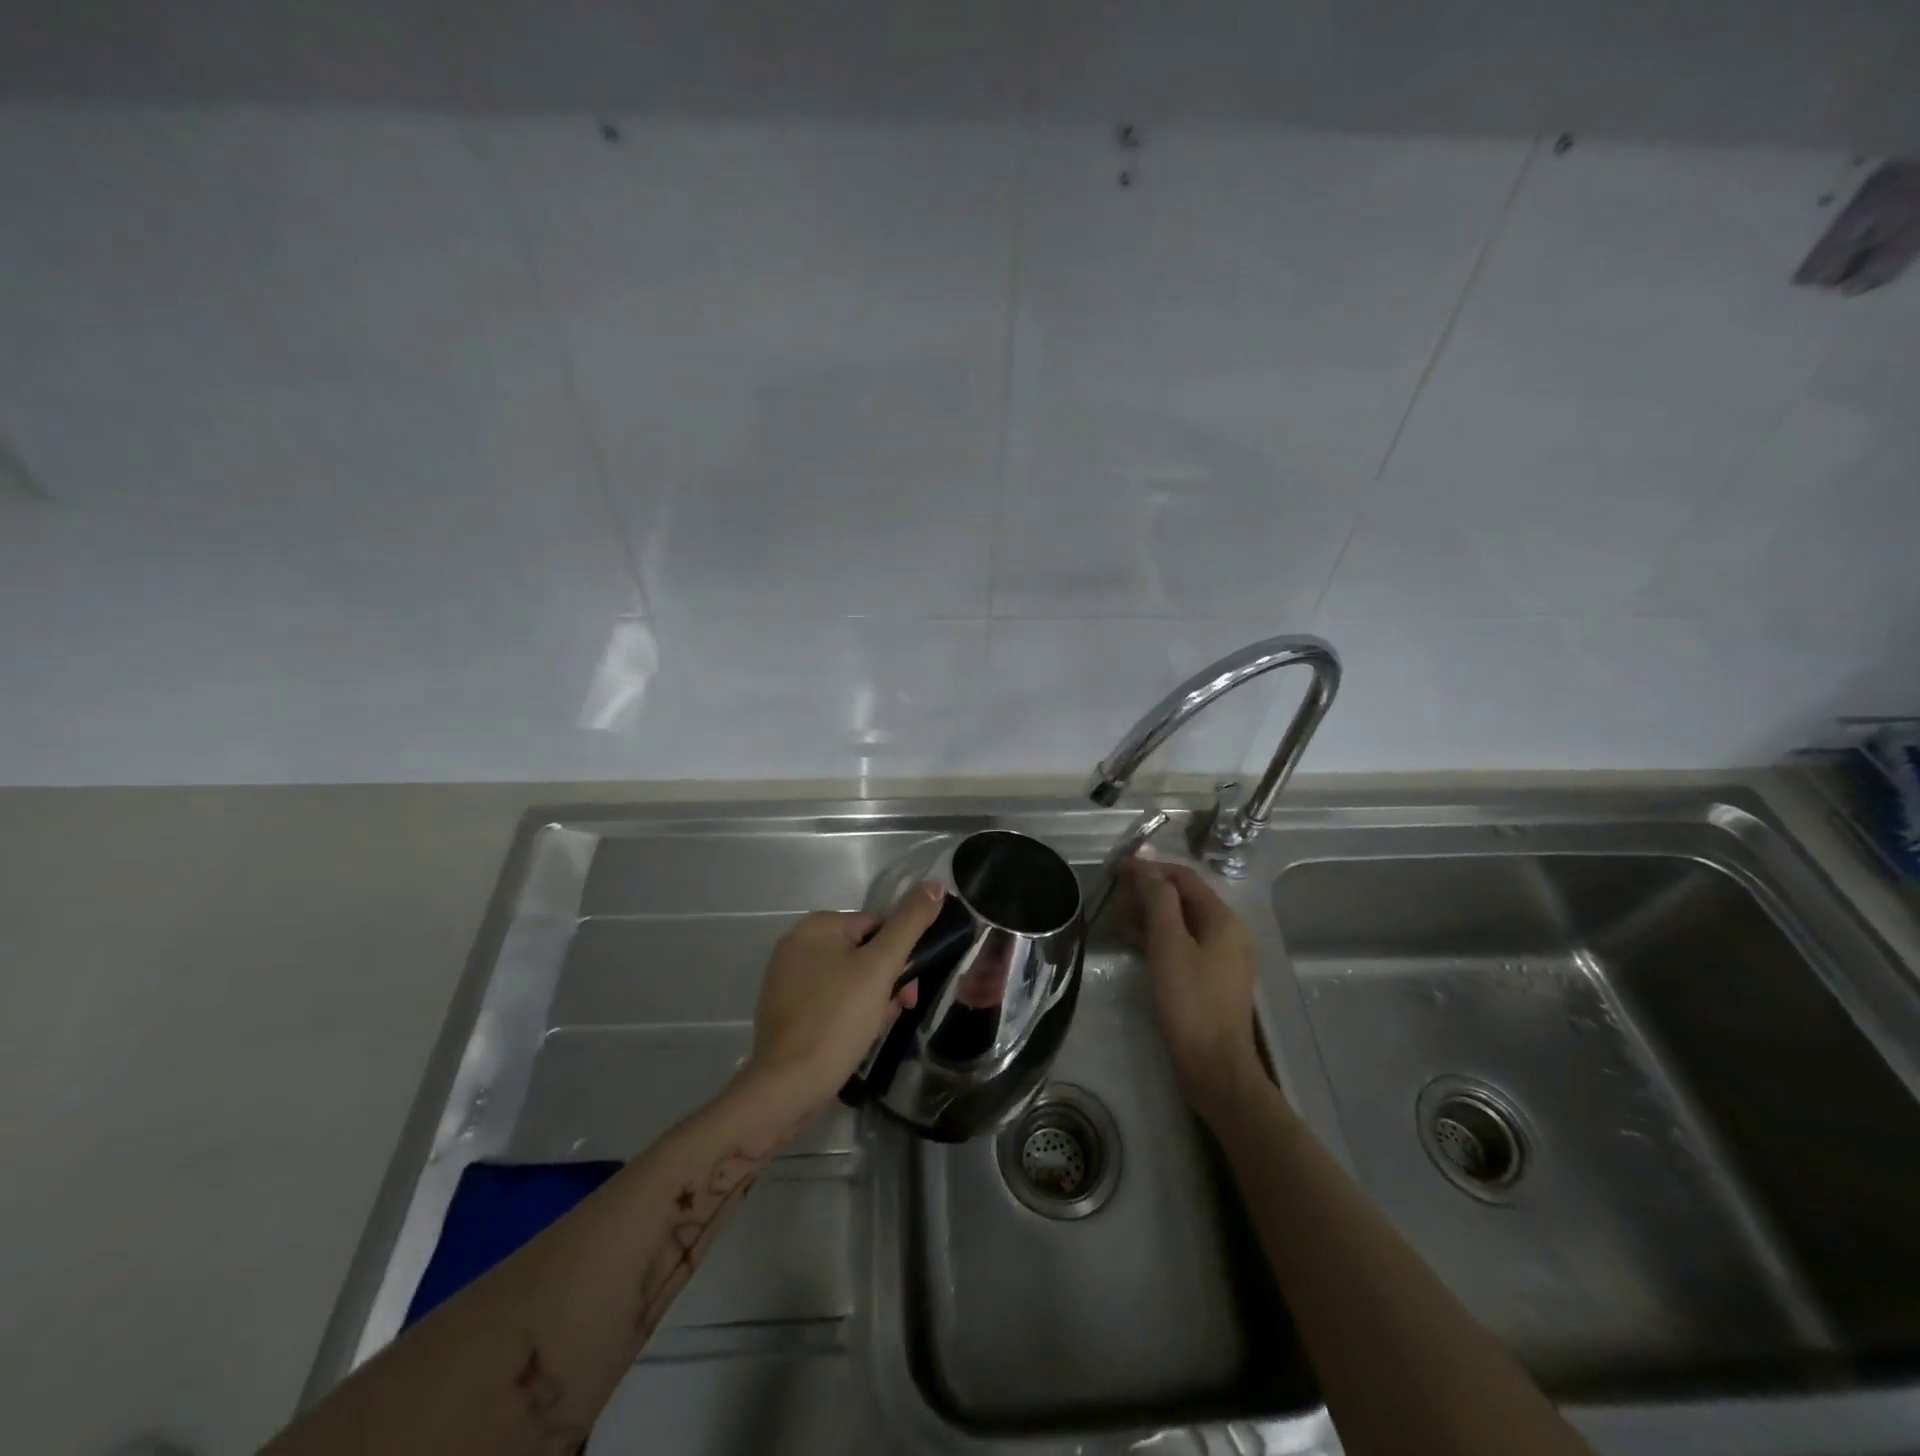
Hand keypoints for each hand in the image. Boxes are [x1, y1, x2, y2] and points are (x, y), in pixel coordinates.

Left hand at [743, 882, 945, 1112]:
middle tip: (896, 1012)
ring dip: (871, 1000)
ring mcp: (786, 978)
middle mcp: (796, 944)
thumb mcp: (881, 967)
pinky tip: (854, 1039)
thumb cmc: (837, 1019)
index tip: (909, 990)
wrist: (787, 1086)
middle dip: (885, 982)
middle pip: (863, 953)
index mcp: (816, 926)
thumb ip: (910, 923)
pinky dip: (847, 1014)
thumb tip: (934, 884)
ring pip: (849, 979)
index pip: (878, 926)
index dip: (900, 956)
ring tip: (873, 1030)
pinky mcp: (784, 1009)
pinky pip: (829, 1000)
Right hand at [1126, 858, 1263, 1125]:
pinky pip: (1182, 945)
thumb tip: (1145, 866)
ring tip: (1119, 921)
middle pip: (1183, 898)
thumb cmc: (1190, 1000)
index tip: (1117, 870)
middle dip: (1148, 892)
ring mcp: (1221, 957)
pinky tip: (1135, 944)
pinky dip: (1159, 938)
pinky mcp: (1211, 979)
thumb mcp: (1169, 944)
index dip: (1150, 869)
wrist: (1214, 1066)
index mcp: (1222, 919)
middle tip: (1115, 898)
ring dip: (1150, 915)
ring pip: (1181, 922)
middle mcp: (1227, 932)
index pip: (1184, 878)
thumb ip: (1158, 900)